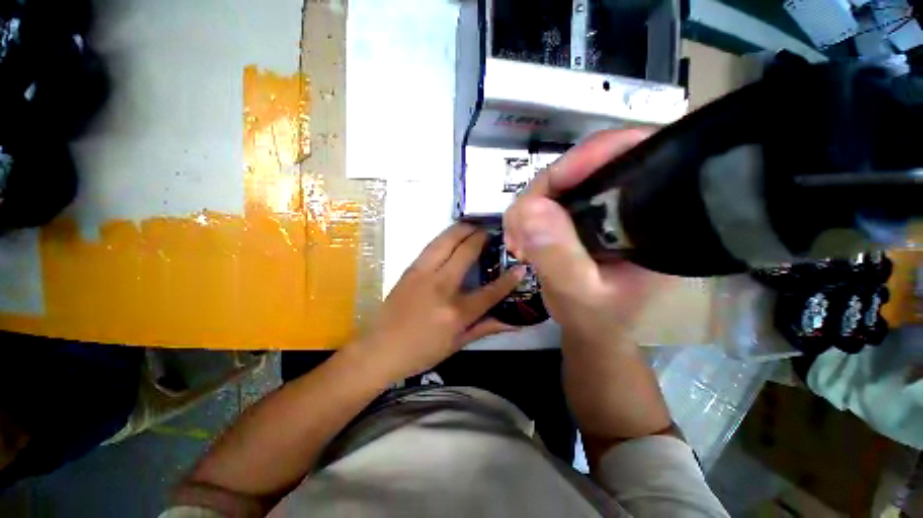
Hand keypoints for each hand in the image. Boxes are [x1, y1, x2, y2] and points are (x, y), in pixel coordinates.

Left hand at [350, 223, 523, 382]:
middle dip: (481, 238)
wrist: (380, 348)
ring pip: (446, 242)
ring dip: (462, 230)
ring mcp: (423, 275)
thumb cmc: (421, 352)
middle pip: (466, 253)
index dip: (509, 279)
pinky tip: (452, 235)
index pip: (490, 292)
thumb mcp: (457, 344)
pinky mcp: (410, 269)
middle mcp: (442, 287)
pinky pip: (431, 247)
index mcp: (456, 312)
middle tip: (491, 232)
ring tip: (473, 225)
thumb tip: (514, 323)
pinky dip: (445, 237)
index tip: (520, 266)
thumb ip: (486, 328)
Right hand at [504, 129, 671, 342]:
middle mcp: (631, 201)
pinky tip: (522, 240)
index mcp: (652, 215)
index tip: (543, 193)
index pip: (629, 156)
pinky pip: (546, 199)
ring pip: (558, 182)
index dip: (585, 159)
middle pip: (582, 165)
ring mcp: (602, 206)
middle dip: (541, 194)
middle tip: (518, 231)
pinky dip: (528, 217)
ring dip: (529, 209)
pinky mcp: (581, 214)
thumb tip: (528, 208)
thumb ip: (558, 257)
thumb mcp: (579, 295)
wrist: (594, 328)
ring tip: (519, 243)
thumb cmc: (598, 319)